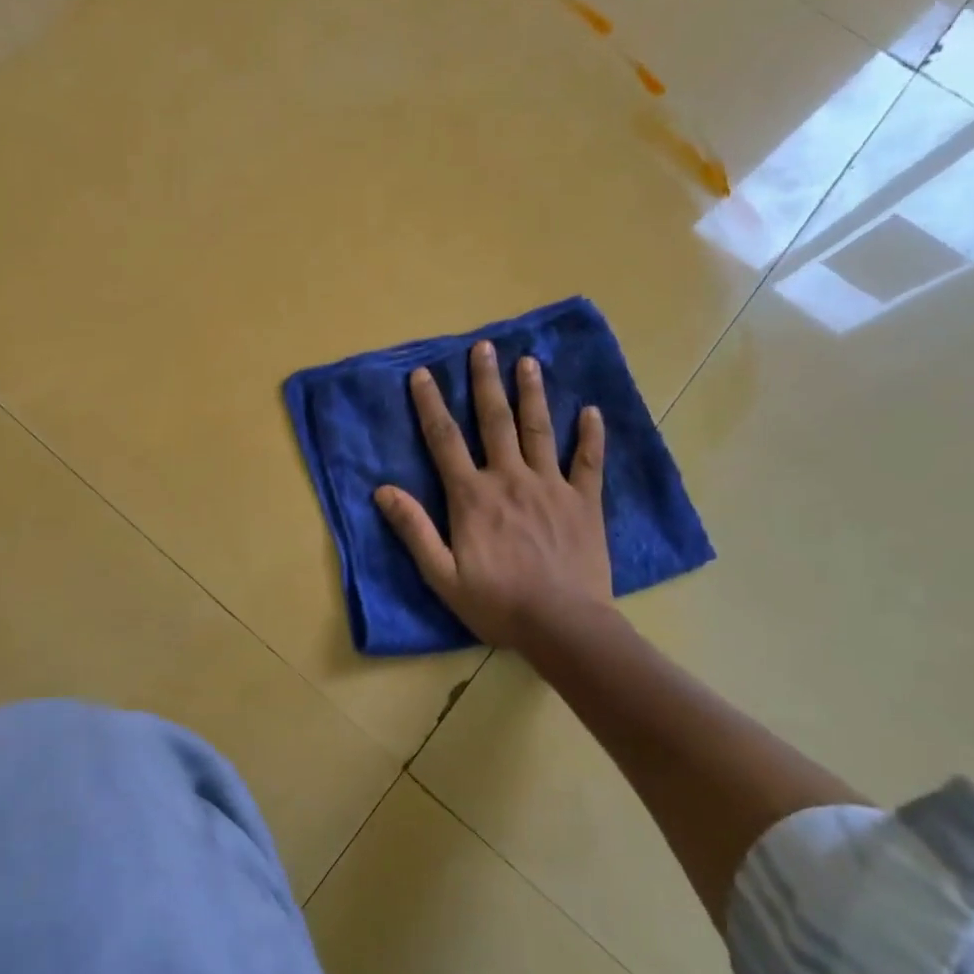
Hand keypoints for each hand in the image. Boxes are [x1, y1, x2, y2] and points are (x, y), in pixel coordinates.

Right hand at [375, 343, 613, 653]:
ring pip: (539, 430)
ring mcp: (551, 486)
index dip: (430, 403)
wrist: (564, 627)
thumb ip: (413, 529)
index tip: (423, 372)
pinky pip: (588, 461)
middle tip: (484, 346)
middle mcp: (510, 478)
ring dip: (532, 393)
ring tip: (528, 361)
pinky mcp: (584, 502)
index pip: (445, 439)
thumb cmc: (497, 603)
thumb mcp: (442, 574)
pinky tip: (590, 410)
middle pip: (495, 420)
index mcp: (472, 495)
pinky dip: (590, 435)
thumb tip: (382, 490)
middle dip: (486, 381)